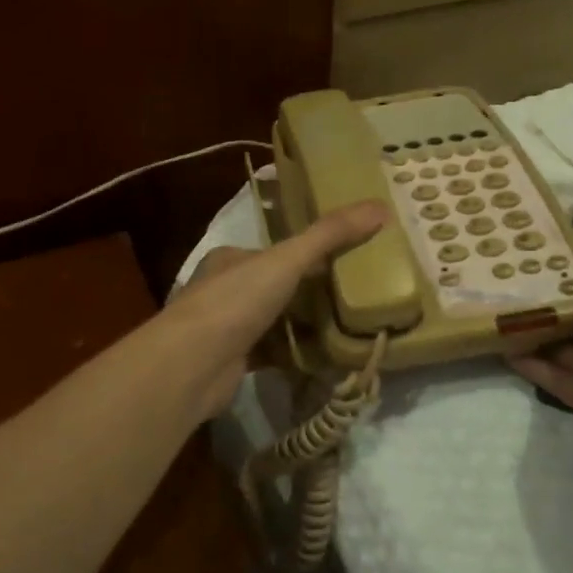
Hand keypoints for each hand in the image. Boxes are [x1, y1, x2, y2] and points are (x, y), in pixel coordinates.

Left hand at [166, 201, 388, 418]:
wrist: (193, 365)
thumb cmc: (236, 301)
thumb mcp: (287, 260)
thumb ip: (330, 235)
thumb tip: (380, 207)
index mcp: (230, 259)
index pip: (275, 251)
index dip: (309, 254)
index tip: (347, 261)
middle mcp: (224, 290)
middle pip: (276, 288)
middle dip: (310, 294)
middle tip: (354, 298)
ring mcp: (226, 329)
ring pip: (275, 322)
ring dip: (305, 326)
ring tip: (349, 328)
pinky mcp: (234, 363)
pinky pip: (273, 354)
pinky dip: (296, 355)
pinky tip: (326, 359)